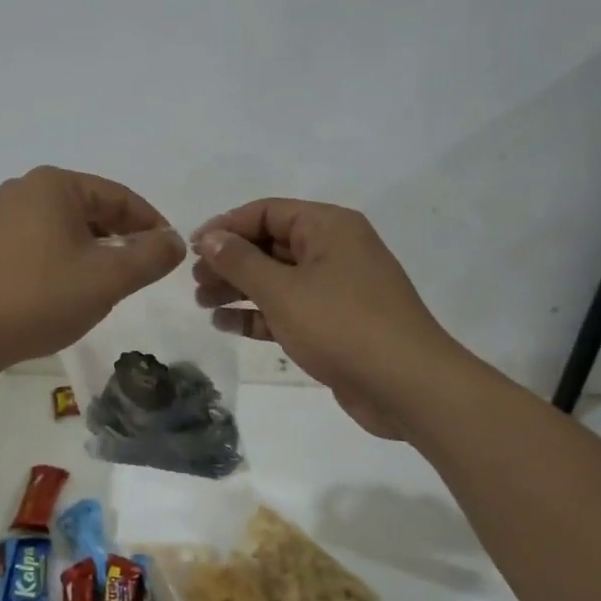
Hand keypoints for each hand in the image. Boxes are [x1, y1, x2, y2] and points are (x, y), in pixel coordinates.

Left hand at [0, 167, 186, 371]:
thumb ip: (150, 256)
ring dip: (95, 251)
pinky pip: (42, 242)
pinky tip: (71, 288)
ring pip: (67, 227)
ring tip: (110, 284)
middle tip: (143, 273)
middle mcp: (25, 189)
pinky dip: (66, 259)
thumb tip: (175, 241)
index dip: (152, 224)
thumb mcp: (108, 278)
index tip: (171, 254)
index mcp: (54, 184)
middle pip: (92, 209)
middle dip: (122, 239)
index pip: (120, 197)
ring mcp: (2, 216)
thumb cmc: (40, 297)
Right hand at [192, 199, 454, 437]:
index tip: (192, 250)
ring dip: (239, 289)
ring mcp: (336, 288)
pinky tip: (227, 325)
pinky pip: (289, 308)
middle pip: (269, 244)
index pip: (266, 212)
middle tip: (195, 283)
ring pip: (276, 278)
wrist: (408, 388)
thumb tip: (210, 238)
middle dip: (229, 261)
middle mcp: (333, 250)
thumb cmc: (342, 326)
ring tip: (202, 304)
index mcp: (328, 227)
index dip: (225, 227)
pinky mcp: (335, 323)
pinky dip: (259, 314)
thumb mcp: (282, 290)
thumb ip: (240, 261)